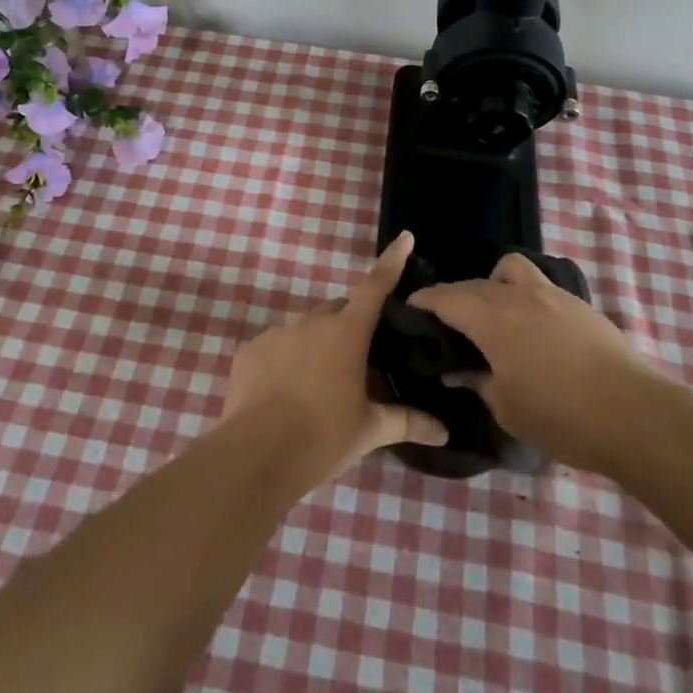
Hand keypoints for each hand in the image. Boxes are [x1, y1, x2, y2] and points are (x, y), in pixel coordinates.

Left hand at [222, 232, 448, 481]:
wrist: (256, 455)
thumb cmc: (323, 436)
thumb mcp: (369, 430)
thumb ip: (406, 422)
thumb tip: (443, 431)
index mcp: (347, 332)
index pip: (375, 286)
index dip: (391, 260)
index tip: (403, 237)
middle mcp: (311, 321)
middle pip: (338, 310)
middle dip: (350, 325)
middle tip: (358, 360)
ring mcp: (277, 332)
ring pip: (304, 328)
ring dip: (317, 344)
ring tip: (318, 384)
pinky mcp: (249, 350)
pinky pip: (275, 346)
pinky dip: (285, 360)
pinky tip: (284, 392)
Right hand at [408, 253, 649, 473]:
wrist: (635, 415)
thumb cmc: (562, 417)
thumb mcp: (507, 409)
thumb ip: (479, 381)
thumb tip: (460, 369)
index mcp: (493, 320)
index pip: (447, 297)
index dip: (424, 300)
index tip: (410, 307)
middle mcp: (518, 296)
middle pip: (475, 283)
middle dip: (454, 296)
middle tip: (447, 321)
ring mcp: (552, 295)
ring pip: (511, 269)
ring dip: (493, 283)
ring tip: (495, 313)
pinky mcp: (579, 305)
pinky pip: (540, 285)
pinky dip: (524, 296)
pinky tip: (532, 328)